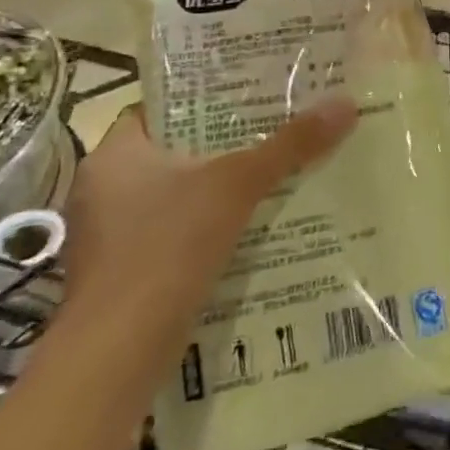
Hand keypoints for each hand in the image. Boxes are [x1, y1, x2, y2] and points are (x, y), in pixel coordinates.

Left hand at [60, 101, 357, 337]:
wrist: (118, 353)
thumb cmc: (167, 247)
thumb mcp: (237, 185)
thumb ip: (290, 145)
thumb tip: (345, 103)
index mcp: (115, 155)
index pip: (160, 109)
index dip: (206, 100)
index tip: (252, 96)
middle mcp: (105, 189)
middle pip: (176, 152)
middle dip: (226, 146)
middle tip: (279, 131)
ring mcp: (111, 236)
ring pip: (177, 196)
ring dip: (221, 191)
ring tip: (277, 176)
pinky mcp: (125, 274)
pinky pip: (176, 234)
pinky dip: (209, 229)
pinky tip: (253, 230)